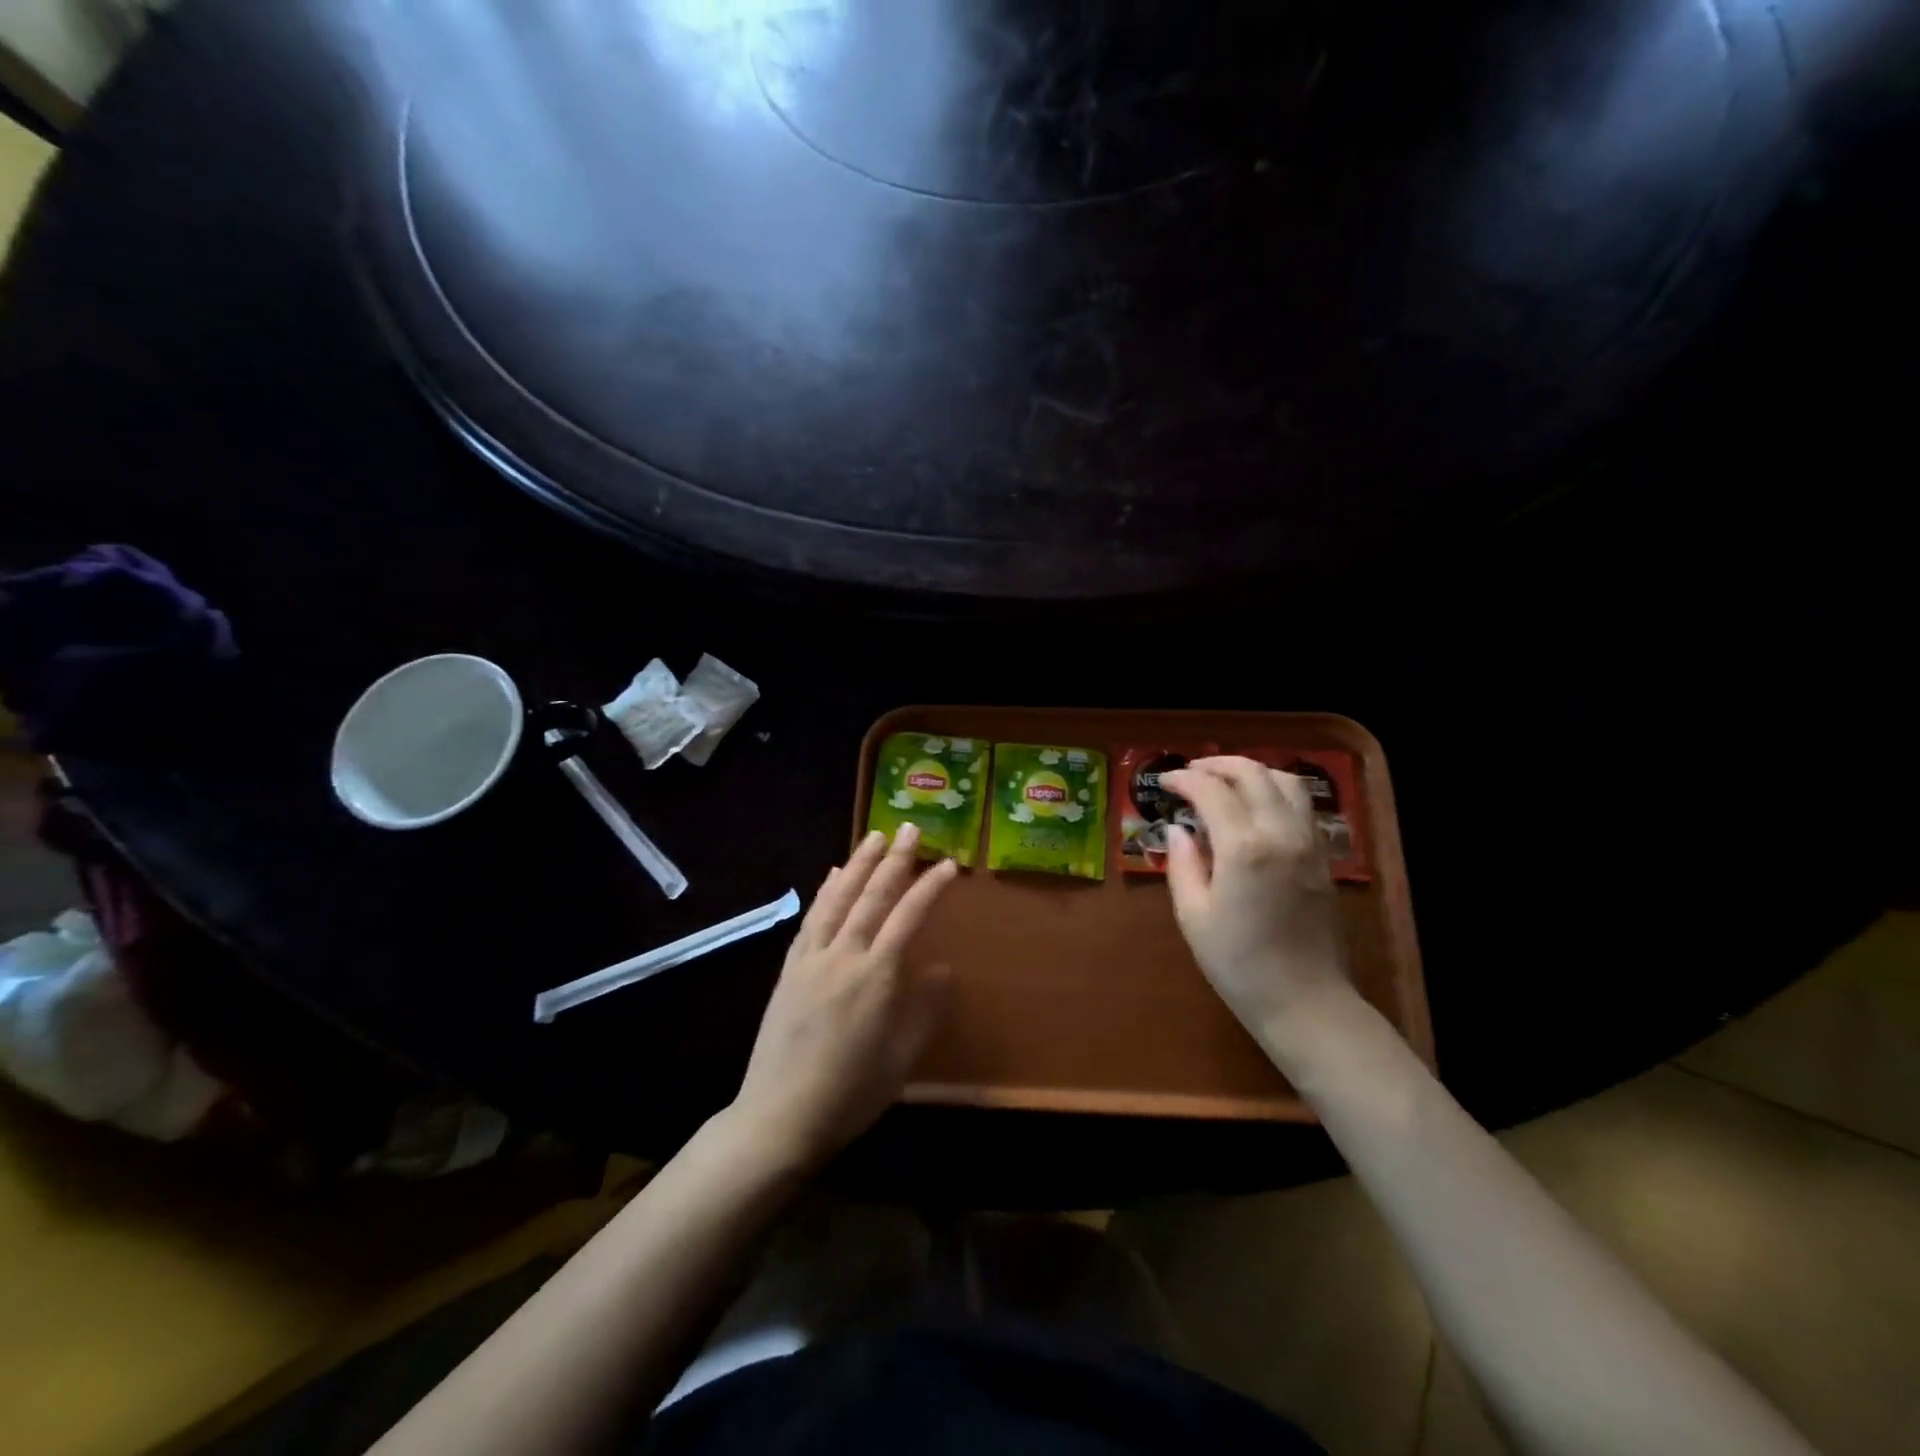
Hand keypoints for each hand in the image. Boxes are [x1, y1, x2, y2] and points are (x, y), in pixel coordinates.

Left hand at [732, 824, 958, 1169]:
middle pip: (872, 896)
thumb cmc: (852, 1093)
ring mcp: (811, 959)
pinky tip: (831, 877)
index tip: (948, 864)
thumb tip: (943, 970)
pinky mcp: (789, 969)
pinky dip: (824, 893)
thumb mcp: (902, 1059)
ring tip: (873, 837)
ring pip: (837, 899)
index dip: (930, 888)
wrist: (780, 1117)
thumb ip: (925, 1009)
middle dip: (894, 860)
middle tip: (909, 829)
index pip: (909, 917)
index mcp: (876, 977)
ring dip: (856, 864)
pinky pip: (810, 919)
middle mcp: (843, 956)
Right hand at [1160, 757, 1351, 1044]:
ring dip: (1252, 771)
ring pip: (1285, 781)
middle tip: (1191, 773)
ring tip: (1225, 781)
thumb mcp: (1193, 915)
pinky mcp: (1323, 856)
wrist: (1304, 1001)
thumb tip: (1178, 830)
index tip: (1164, 783)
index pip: (1211, 791)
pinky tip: (1256, 806)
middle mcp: (1280, 833)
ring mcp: (1309, 842)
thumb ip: (1183, 864)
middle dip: (1217, 765)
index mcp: (1243, 847)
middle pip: (1252, 774)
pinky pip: (1302, 804)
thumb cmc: (1238, 963)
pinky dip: (1276, 790)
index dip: (1184, 779)